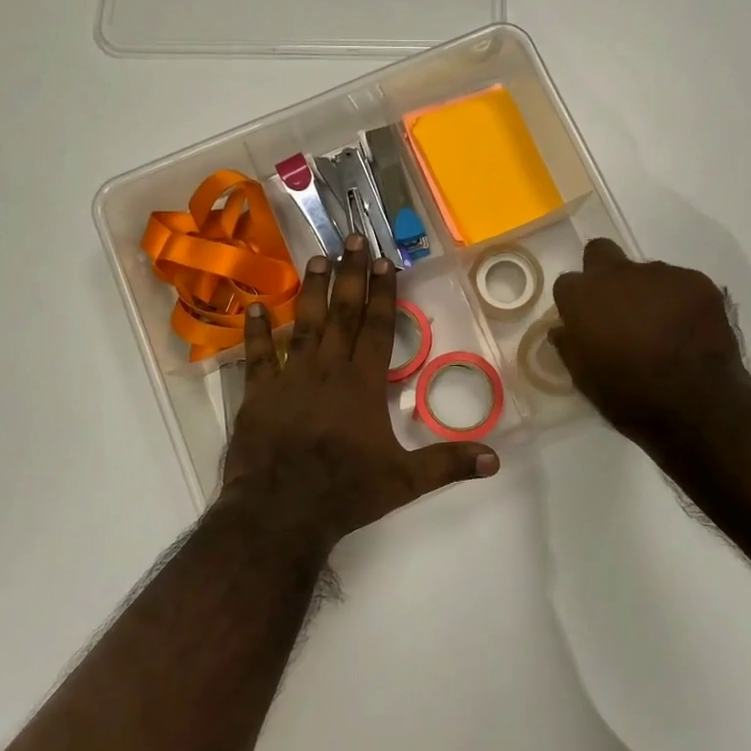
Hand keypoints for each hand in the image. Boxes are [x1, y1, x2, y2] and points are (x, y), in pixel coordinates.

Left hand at [222, 236, 499, 554]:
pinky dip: (255, 331)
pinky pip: (258, 355)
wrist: (280, 512)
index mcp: (363, 384)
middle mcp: (328, 370)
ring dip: (310, 290)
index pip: (378, 327)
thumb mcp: (405, 481)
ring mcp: (290, 378)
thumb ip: (448, 464)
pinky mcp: (258, 394)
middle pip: (342, 313)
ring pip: (303, 324)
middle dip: (349, 274)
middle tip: (350, 238)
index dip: (383, 292)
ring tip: (315, 258)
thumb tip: (496, 458)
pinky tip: (253, 306)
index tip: (383, 260)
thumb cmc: (345, 492)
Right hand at [550, 239, 750, 478]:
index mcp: (583, 297)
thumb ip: (571, 345)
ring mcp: (660, 273)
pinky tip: (689, 331)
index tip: (586, 324)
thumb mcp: (585, 379)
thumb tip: (563, 329)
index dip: (576, 303)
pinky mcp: (697, 281)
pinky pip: (680, 284)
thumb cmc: (630, 397)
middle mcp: (617, 273)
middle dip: (603, 273)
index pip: (567, 283)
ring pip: (644, 272)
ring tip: (662, 329)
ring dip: (646, 293)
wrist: (698, 406)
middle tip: (617, 308)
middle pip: (600, 252)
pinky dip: (680, 302)